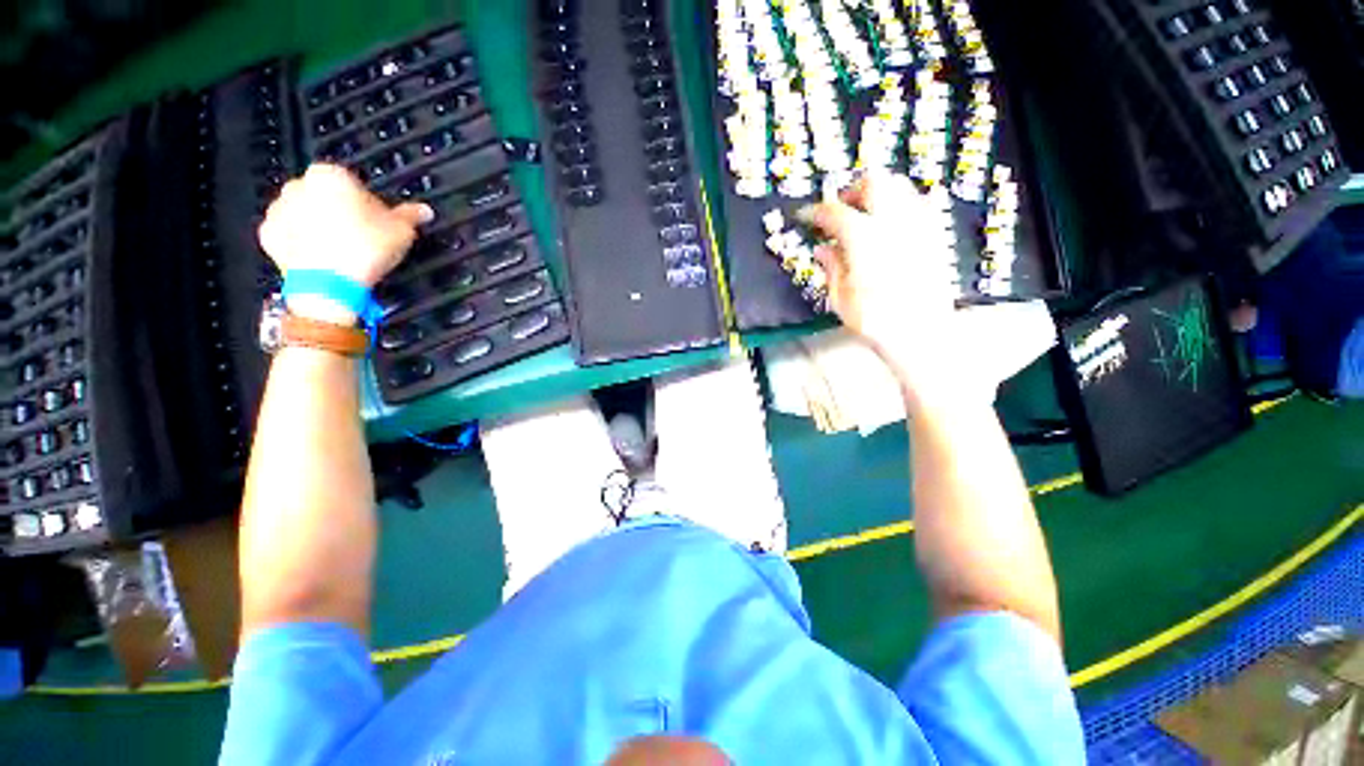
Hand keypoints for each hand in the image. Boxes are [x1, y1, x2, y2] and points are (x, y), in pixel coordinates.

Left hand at [258, 164, 432, 322]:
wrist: (328, 283)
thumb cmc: (365, 248)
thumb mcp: (402, 231)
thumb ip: (411, 216)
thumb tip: (424, 210)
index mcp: (331, 175)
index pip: (354, 183)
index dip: (370, 204)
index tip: (380, 222)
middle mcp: (298, 185)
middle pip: (326, 196)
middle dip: (342, 212)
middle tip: (364, 236)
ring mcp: (278, 209)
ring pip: (306, 214)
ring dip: (322, 226)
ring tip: (345, 250)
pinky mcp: (268, 235)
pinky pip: (291, 235)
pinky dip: (304, 243)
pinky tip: (325, 258)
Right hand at [799, 172, 970, 408]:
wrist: (921, 334)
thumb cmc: (874, 320)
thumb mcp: (841, 297)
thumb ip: (831, 266)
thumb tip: (822, 247)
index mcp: (864, 238)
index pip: (834, 212)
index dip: (816, 211)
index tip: (805, 216)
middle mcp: (894, 221)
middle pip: (873, 183)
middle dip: (851, 190)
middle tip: (839, 210)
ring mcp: (919, 224)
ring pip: (899, 186)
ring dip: (877, 193)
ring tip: (864, 214)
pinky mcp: (936, 234)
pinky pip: (920, 203)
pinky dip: (901, 204)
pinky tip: (892, 224)